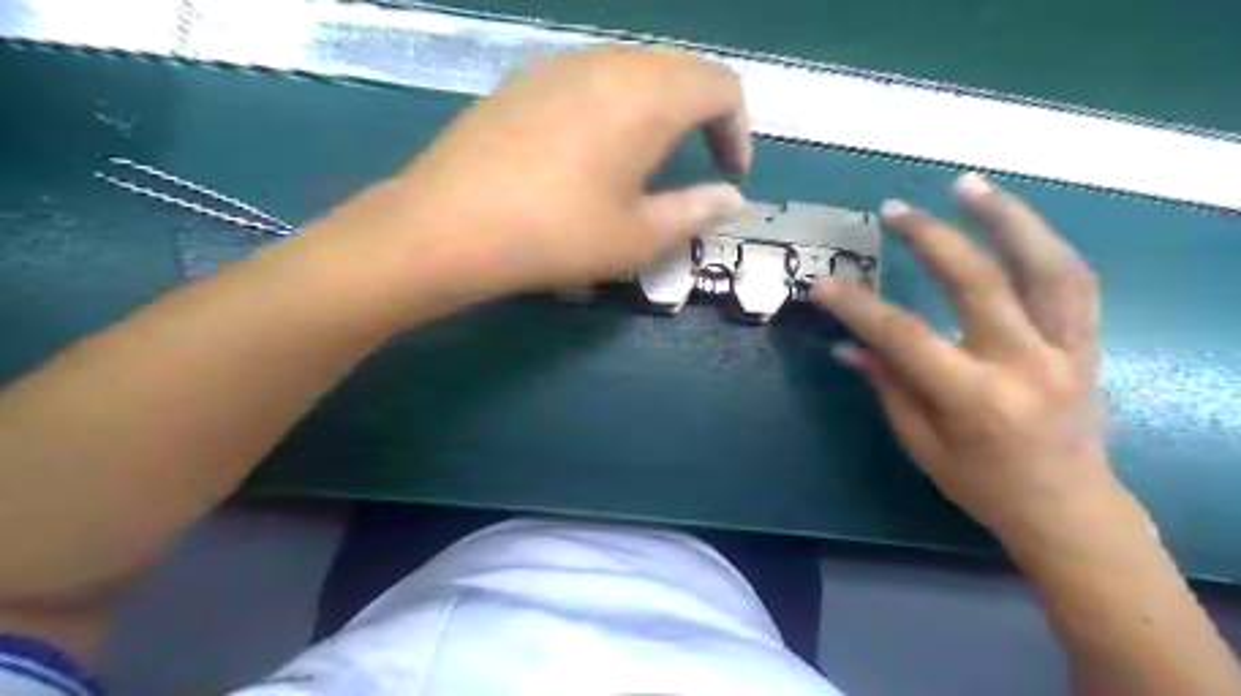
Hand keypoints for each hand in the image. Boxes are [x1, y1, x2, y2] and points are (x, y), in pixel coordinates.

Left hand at [311, 46, 751, 309]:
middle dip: (704, 115)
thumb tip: (732, 200)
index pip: (721, 86)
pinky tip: (597, 147)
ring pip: (635, 69)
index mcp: (647, 95)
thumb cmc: (556, 236)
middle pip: (680, 69)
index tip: (730, 175)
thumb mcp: (637, 236)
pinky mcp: (526, 79)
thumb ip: (696, 211)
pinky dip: (618, 103)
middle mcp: (608, 62)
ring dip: (661, 107)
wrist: (447, 226)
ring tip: (652, 158)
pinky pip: (592, 76)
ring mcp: (561, 64)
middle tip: (701, 164)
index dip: (738, 130)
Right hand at [822, 175, 1119, 542]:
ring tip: (968, 184)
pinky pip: (1072, 282)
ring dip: (1007, 218)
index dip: (858, 307)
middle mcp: (1025, 364)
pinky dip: (1041, 244)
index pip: (905, 337)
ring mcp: (1066, 349)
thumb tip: (848, 344)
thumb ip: (888, 385)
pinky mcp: (1086, 343)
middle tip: (895, 210)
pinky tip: (1013, 223)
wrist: (1069, 509)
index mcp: (975, 400)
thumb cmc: (983, 486)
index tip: (823, 284)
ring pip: (1046, 266)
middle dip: (932, 239)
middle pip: (978, 283)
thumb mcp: (921, 444)